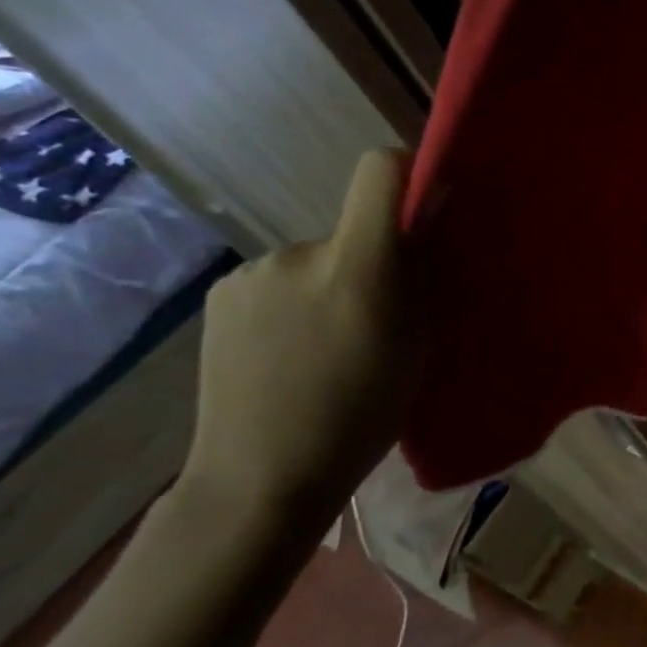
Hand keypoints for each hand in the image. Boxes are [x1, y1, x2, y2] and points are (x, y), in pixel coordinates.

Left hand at [180, 150, 423, 544]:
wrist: (261, 476)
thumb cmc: (362, 415)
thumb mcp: (416, 344)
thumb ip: (419, 277)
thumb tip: (422, 226)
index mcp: (357, 267)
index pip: (378, 172)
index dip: (407, 171)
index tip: (425, 202)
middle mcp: (299, 253)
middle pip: (352, 229)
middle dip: (371, 260)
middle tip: (376, 317)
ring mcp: (252, 273)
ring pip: (315, 261)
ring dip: (329, 285)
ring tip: (327, 345)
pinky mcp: (221, 295)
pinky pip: (278, 282)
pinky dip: (293, 303)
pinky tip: (288, 352)